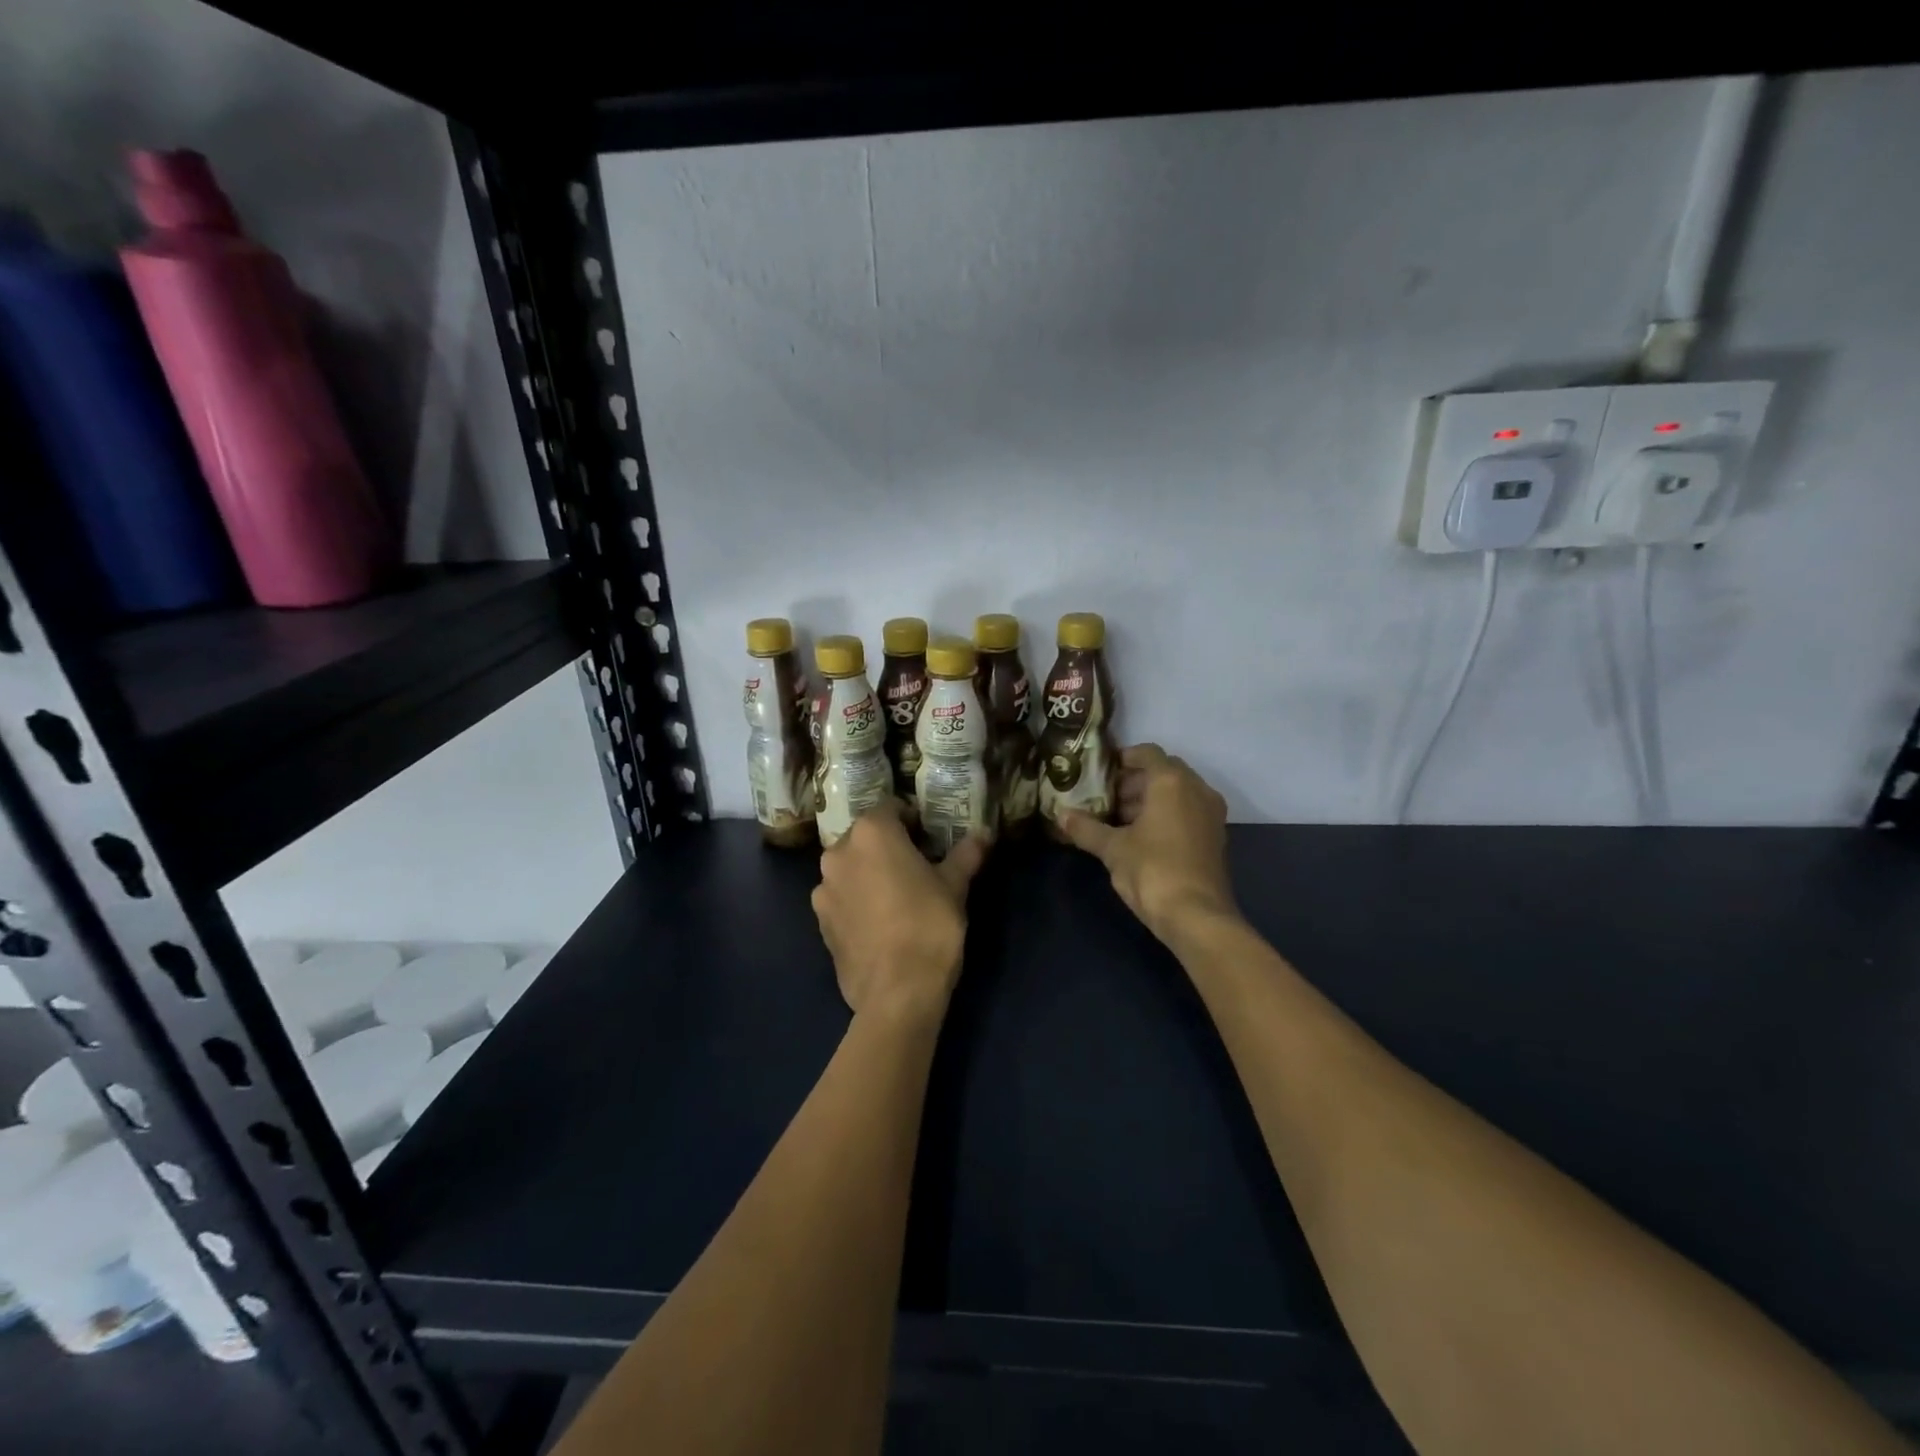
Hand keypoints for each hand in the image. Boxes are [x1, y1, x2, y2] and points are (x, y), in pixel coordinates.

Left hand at [812, 802, 988, 1024]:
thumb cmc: (929, 926)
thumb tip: (984, 833)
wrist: (896, 992)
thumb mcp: (954, 886)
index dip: (912, 820)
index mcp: (871, 833)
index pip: (891, 808)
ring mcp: (824, 888)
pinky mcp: (819, 921)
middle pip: (865, 837)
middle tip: (916, 865)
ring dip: (869, 873)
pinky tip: (879, 922)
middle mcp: (839, 853)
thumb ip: (965, 854)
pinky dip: (857, 900)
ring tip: (896, 897)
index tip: (929, 838)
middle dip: (888, 845)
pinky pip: (841, 897)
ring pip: (850, 868)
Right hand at [1058, 744, 1236, 942]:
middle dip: (1133, 782)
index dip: (1122, 758)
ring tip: (1118, 820)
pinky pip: (1187, 812)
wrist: (1197, 917)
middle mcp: (1197, 789)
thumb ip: (1086, 828)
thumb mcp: (1112, 849)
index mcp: (1172, 782)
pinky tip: (1140, 837)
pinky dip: (1166, 815)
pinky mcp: (1215, 837)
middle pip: (1163, 772)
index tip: (1100, 772)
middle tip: (1104, 798)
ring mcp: (1211, 814)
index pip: (1147, 752)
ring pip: (1177, 793)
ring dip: (1149, 800)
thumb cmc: (1152, 871)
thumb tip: (1061, 815)